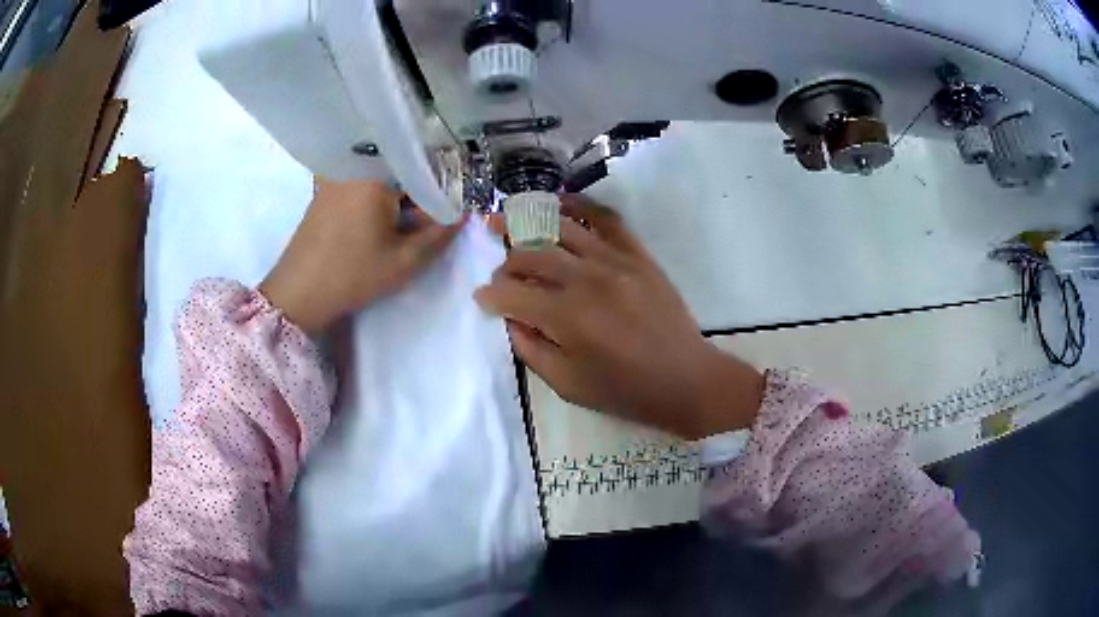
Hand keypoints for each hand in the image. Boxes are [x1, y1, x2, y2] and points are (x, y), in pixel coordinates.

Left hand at [260, 179, 463, 332]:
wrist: (297, 293)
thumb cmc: (351, 276)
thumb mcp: (403, 262)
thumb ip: (439, 235)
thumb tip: (463, 214)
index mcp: (375, 173)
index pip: (423, 169)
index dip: (443, 187)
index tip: (453, 207)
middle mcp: (354, 164)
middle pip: (401, 168)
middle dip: (419, 189)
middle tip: (431, 216)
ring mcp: (336, 174)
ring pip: (381, 175)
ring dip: (398, 193)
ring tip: (408, 219)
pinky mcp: (325, 188)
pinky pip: (361, 181)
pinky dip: (376, 194)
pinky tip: (380, 218)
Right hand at [476, 195, 763, 439]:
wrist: (685, 379)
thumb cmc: (625, 390)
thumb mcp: (568, 384)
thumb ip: (531, 349)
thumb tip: (510, 319)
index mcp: (566, 317)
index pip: (512, 295)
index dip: (490, 296)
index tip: (481, 299)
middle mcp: (586, 279)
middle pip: (531, 256)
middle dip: (506, 264)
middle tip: (500, 274)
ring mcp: (614, 260)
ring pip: (560, 229)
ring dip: (528, 225)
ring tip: (507, 221)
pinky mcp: (637, 254)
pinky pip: (605, 218)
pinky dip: (579, 205)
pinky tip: (558, 202)